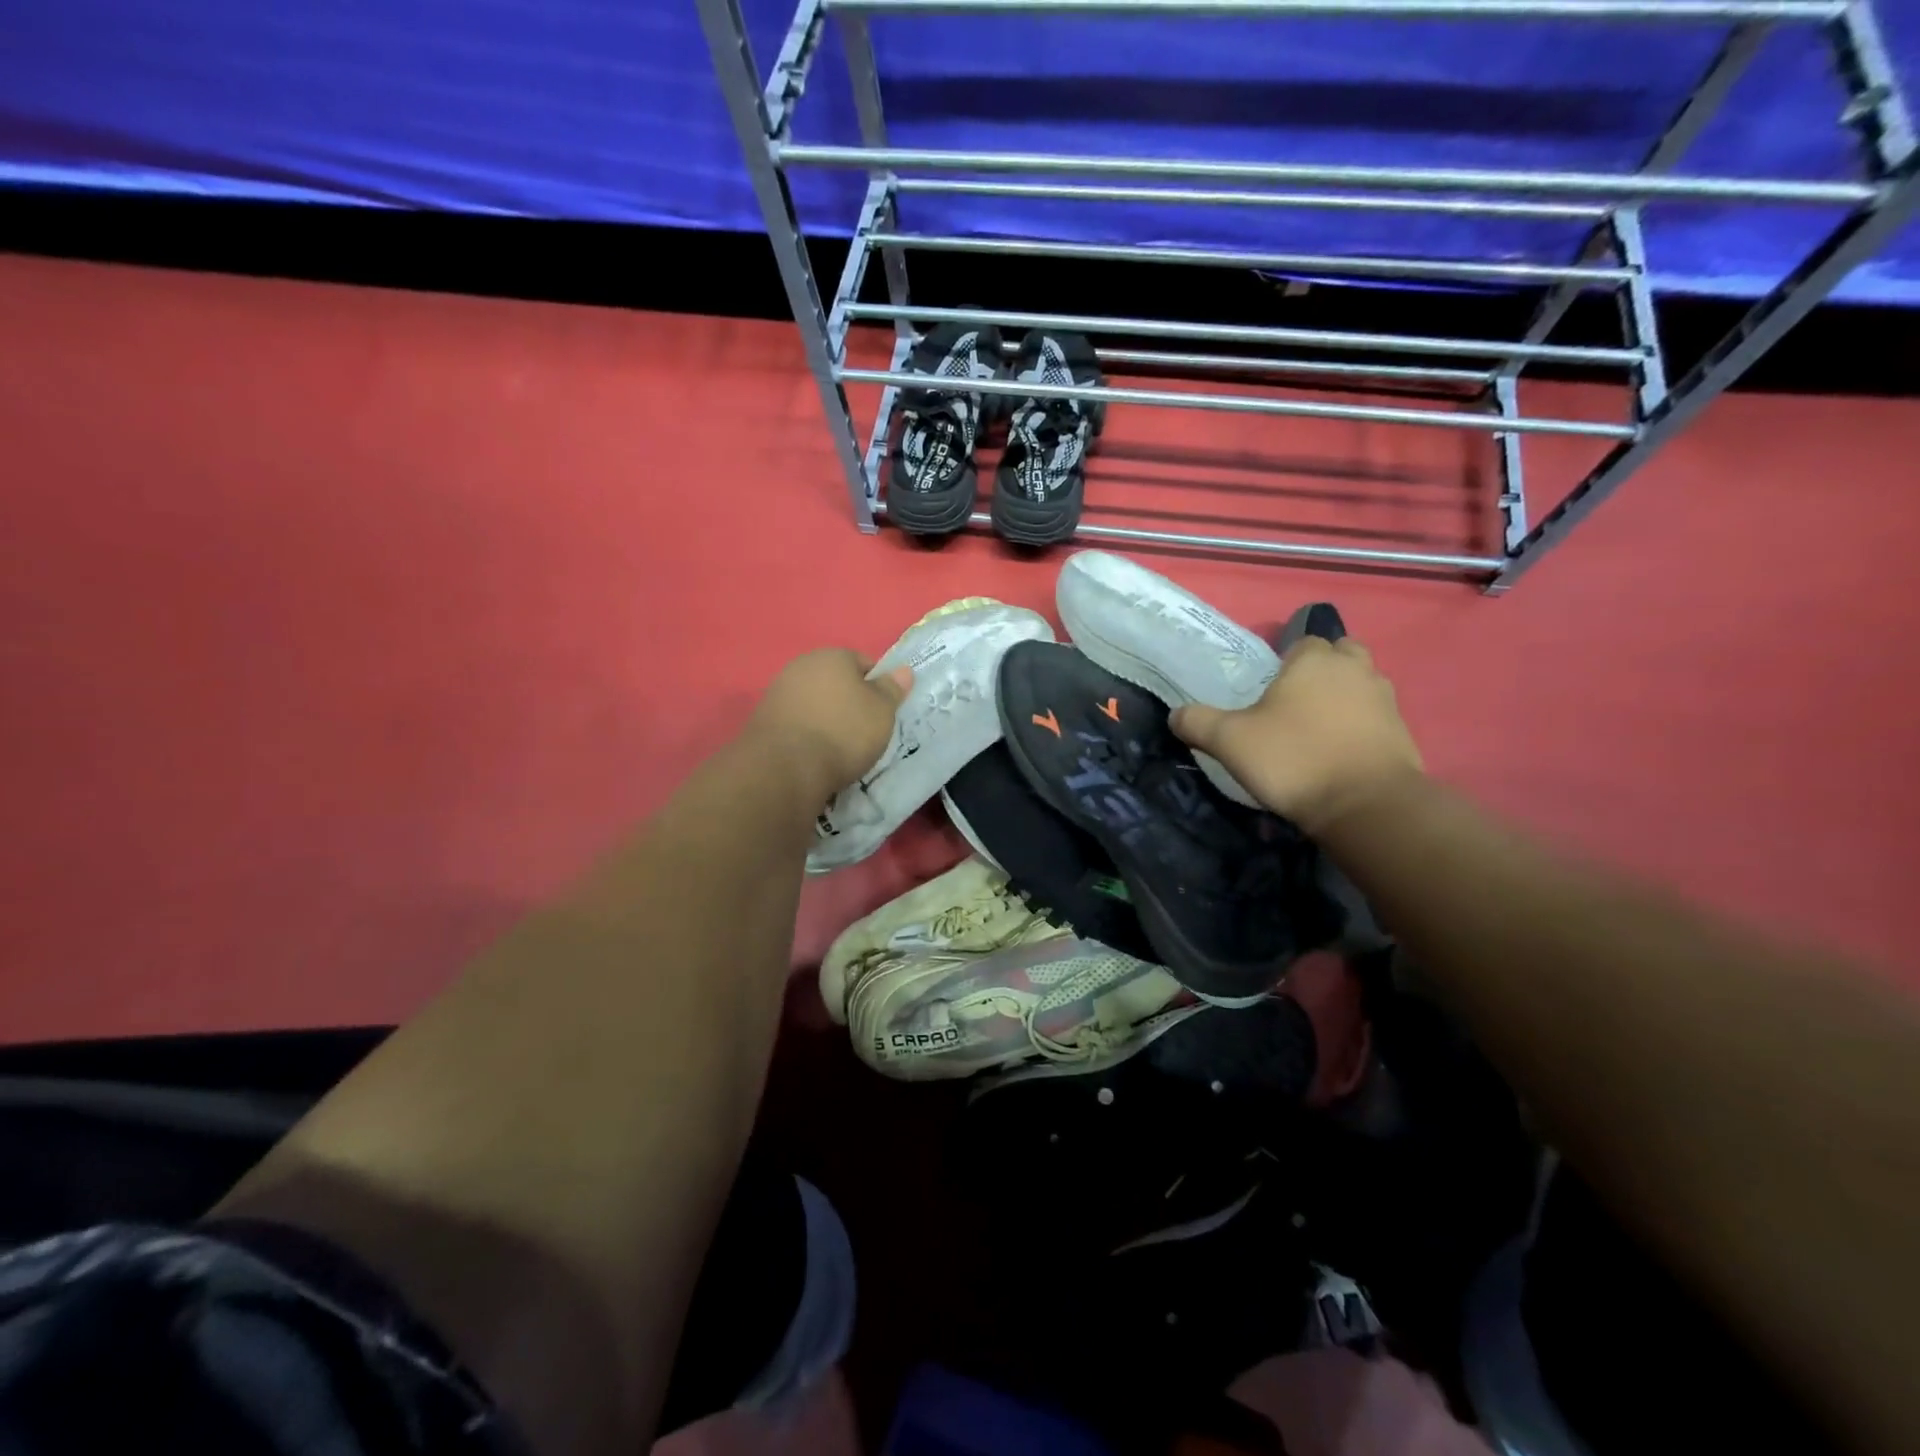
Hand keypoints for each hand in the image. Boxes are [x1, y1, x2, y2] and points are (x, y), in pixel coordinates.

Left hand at [748, 648, 912, 803]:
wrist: (785, 767)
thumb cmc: (843, 732)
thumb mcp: (882, 711)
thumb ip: (892, 688)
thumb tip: (903, 670)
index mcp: (833, 656)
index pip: (864, 662)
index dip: (878, 686)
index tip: (883, 712)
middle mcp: (802, 665)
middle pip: (836, 681)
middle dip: (849, 701)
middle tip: (864, 731)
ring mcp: (778, 691)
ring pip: (814, 702)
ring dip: (826, 718)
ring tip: (839, 747)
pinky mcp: (763, 719)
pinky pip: (797, 721)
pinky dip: (807, 733)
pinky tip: (815, 754)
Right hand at [1171, 637, 1422, 836]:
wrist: (1365, 805)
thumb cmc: (1293, 759)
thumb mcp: (1229, 741)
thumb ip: (1197, 722)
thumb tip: (1175, 715)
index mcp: (1314, 660)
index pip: (1301, 641)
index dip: (1284, 662)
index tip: (1268, 690)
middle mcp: (1355, 669)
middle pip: (1340, 654)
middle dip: (1321, 670)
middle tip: (1295, 701)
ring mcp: (1385, 700)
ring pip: (1361, 684)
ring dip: (1343, 696)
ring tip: (1317, 727)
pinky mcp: (1402, 732)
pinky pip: (1375, 717)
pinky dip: (1360, 726)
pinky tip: (1339, 752)